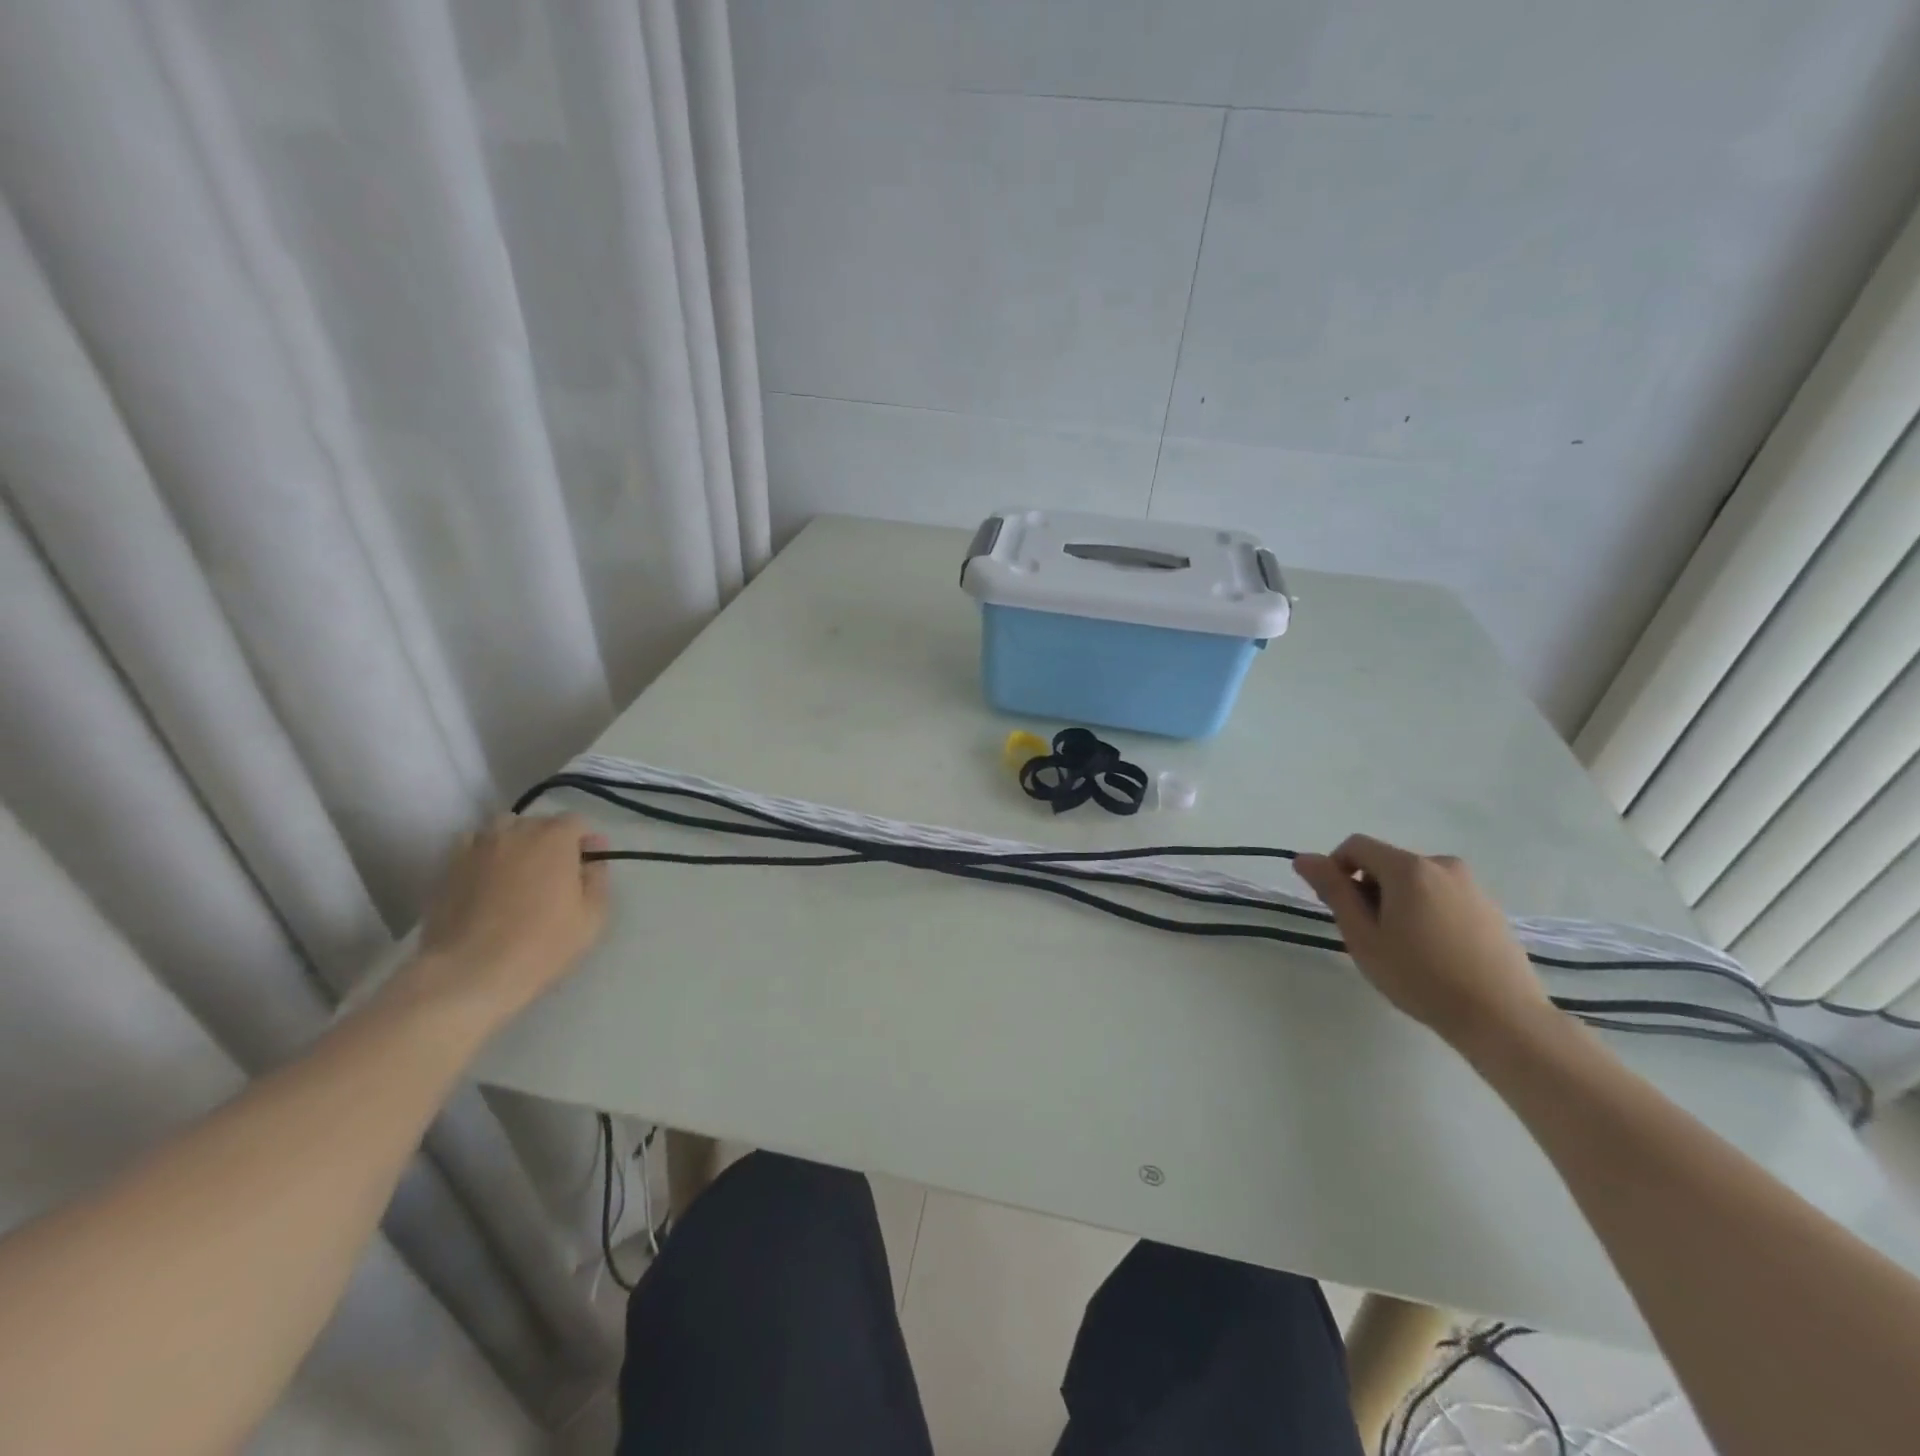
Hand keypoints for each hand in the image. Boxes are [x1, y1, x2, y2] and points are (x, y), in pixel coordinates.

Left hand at [406, 813, 610, 1028]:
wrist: (470, 972)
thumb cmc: (542, 944)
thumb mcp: (592, 916)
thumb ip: (597, 879)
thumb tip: (593, 859)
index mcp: (555, 839)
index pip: (575, 822)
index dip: (583, 841)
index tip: (585, 867)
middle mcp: (516, 832)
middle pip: (539, 822)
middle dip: (551, 840)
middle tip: (554, 874)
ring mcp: (478, 847)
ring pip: (502, 828)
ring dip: (516, 841)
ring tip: (518, 870)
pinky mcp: (449, 867)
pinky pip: (472, 844)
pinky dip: (484, 852)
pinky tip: (487, 876)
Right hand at [1294, 834, 1551, 1048]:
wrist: (1503, 1018)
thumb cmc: (1420, 977)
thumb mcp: (1363, 936)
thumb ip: (1333, 891)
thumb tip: (1304, 858)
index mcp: (1408, 868)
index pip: (1356, 846)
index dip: (1336, 869)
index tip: (1339, 909)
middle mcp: (1442, 865)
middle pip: (1387, 863)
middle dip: (1369, 890)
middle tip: (1370, 935)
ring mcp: (1472, 886)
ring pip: (1415, 882)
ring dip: (1398, 902)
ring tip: (1404, 948)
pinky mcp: (1491, 908)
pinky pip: (1443, 897)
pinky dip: (1427, 913)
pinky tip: (1435, 953)